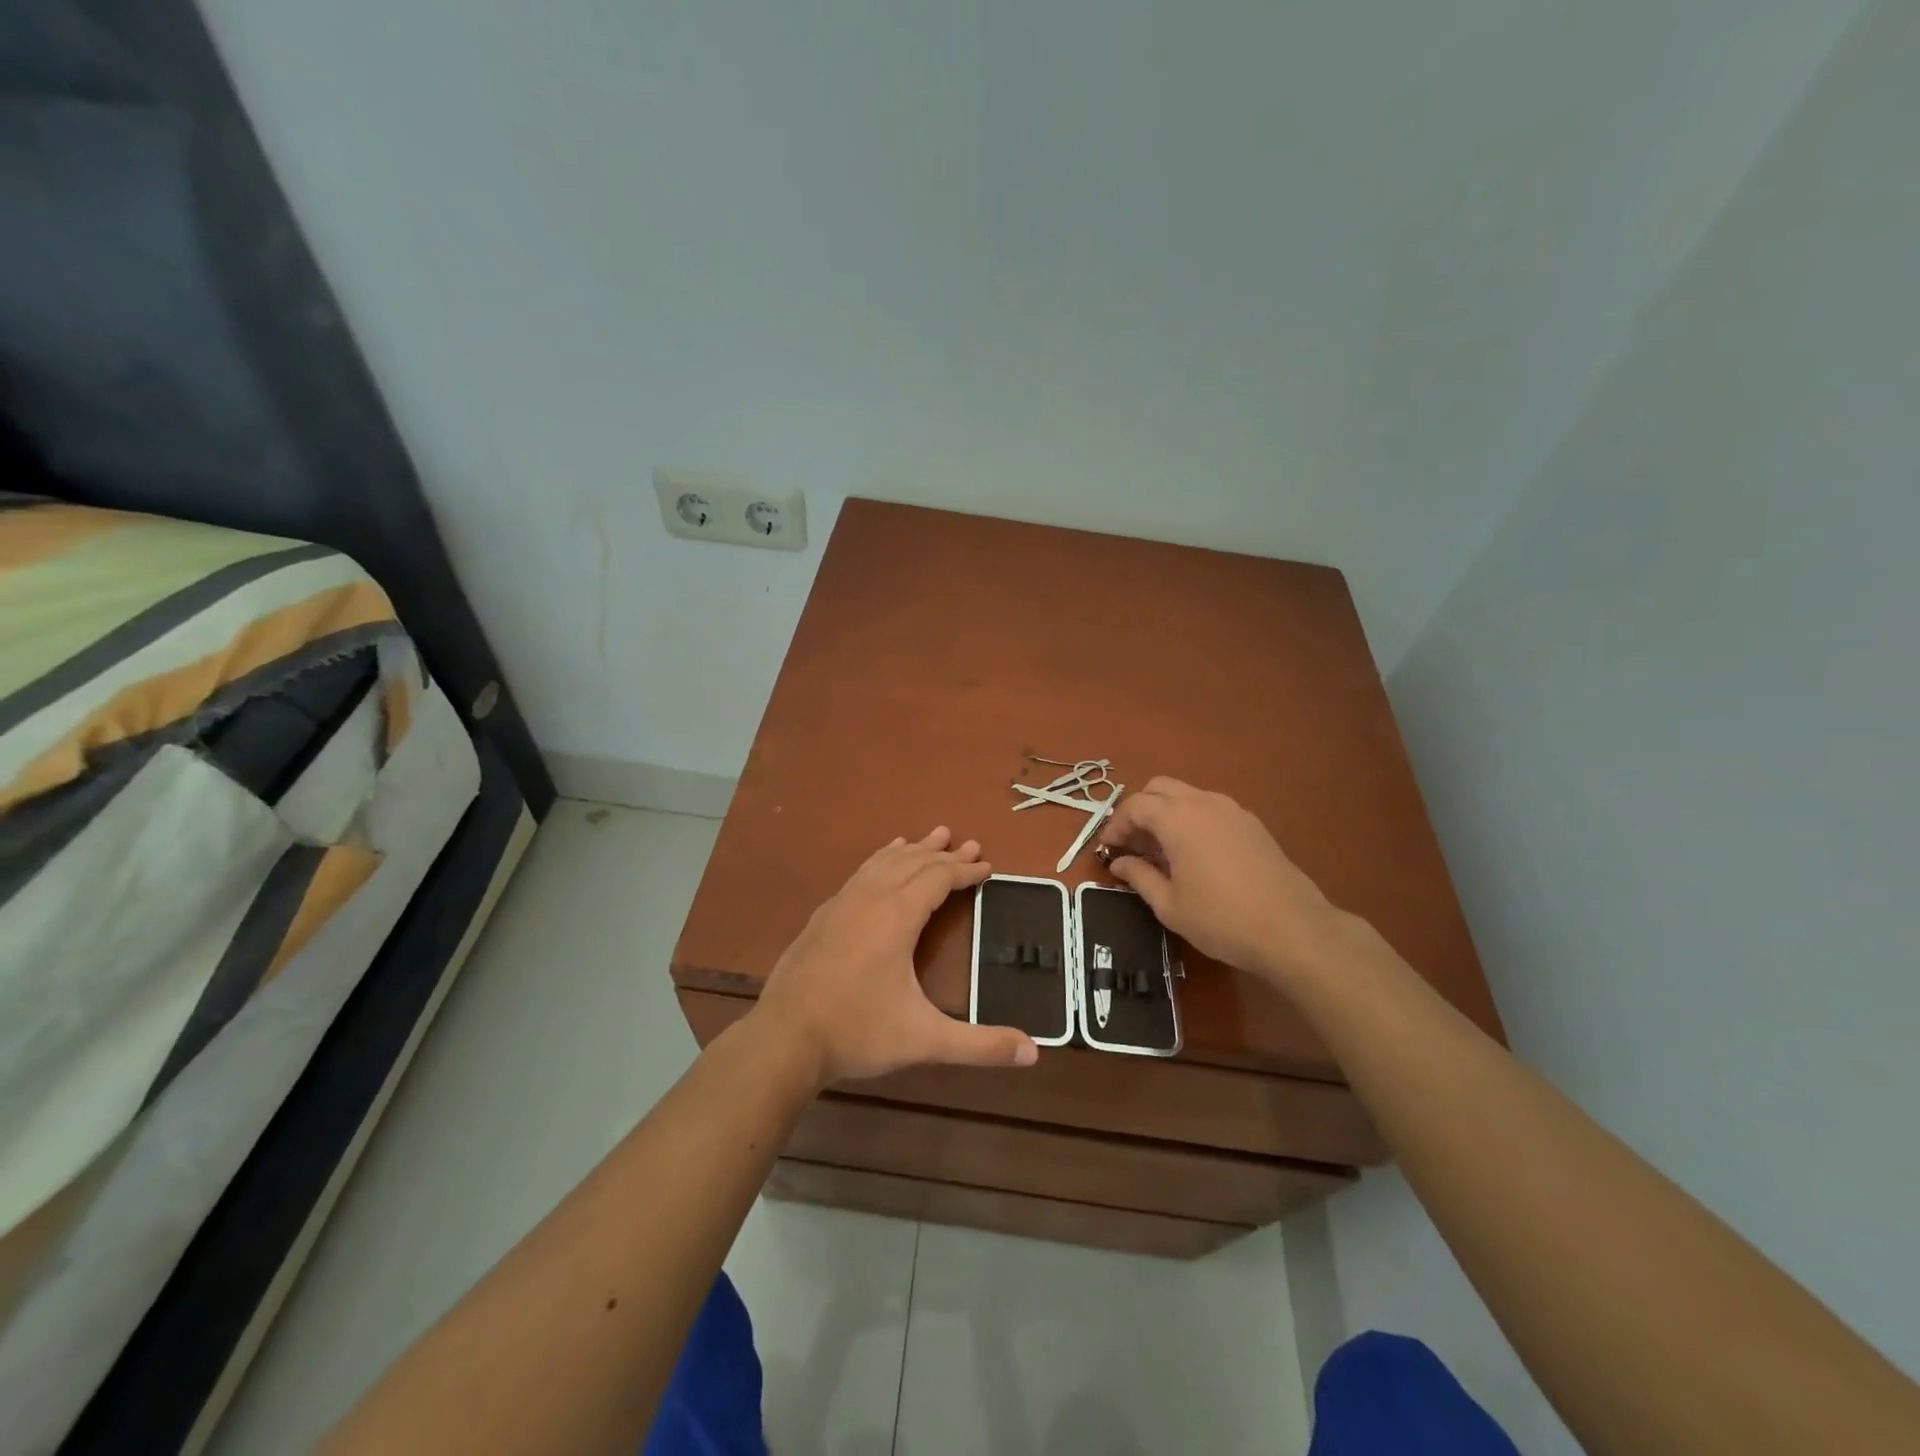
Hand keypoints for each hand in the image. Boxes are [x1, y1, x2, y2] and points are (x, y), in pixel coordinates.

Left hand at [750, 827, 1038, 1085]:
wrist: (784, 1039)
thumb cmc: (857, 1033)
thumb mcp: (924, 1040)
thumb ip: (980, 1045)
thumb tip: (1034, 1053)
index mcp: (897, 916)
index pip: (939, 878)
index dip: (965, 870)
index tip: (988, 865)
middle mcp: (870, 898)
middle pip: (914, 862)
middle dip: (945, 853)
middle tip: (970, 843)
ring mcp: (842, 903)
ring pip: (884, 862)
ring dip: (913, 849)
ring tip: (932, 836)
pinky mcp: (823, 916)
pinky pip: (860, 873)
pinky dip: (880, 859)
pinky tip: (881, 860)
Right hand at [1096, 778, 1345, 986]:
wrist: (1293, 930)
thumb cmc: (1221, 920)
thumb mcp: (1169, 905)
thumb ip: (1139, 877)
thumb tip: (1119, 863)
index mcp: (1177, 819)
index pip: (1135, 805)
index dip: (1115, 825)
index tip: (1108, 849)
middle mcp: (1203, 803)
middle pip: (1160, 788)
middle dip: (1139, 810)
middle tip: (1132, 843)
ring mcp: (1232, 810)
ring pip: (1187, 795)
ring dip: (1166, 812)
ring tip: (1161, 850)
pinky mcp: (1252, 824)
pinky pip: (1211, 808)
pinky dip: (1192, 819)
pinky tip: (1195, 853)